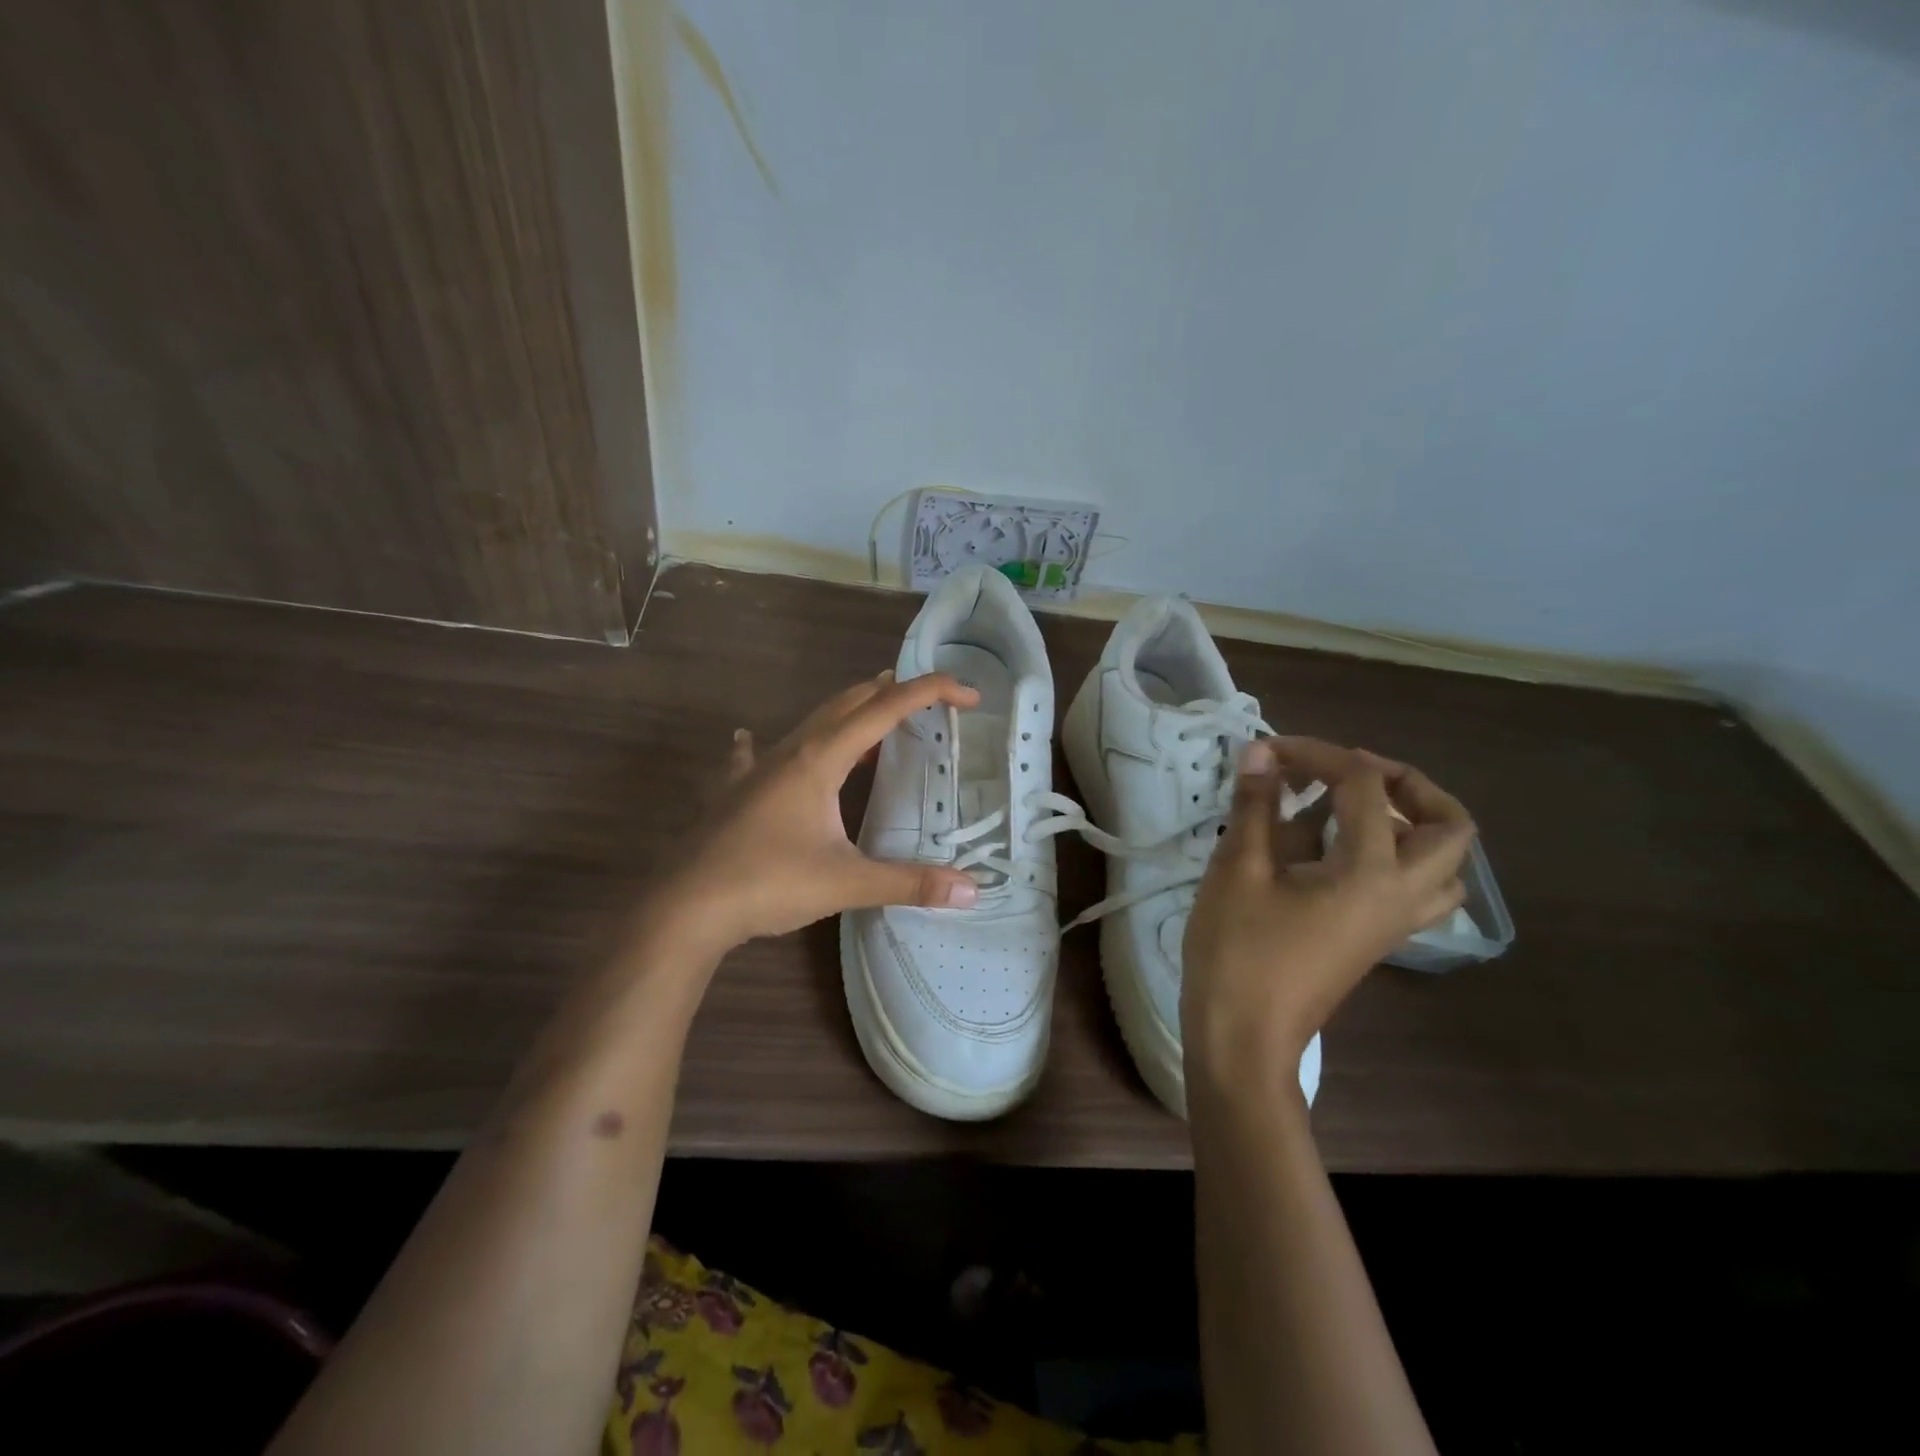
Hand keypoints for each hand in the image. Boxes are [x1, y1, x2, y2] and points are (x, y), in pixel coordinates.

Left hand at [656, 671, 982, 955]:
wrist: (685, 906)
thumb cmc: (768, 883)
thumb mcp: (846, 883)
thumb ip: (910, 882)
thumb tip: (972, 891)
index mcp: (821, 758)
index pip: (886, 709)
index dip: (930, 693)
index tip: (968, 695)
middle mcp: (791, 751)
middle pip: (848, 702)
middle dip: (891, 693)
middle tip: (928, 701)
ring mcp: (757, 768)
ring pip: (811, 723)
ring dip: (848, 714)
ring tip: (874, 716)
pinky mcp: (735, 790)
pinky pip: (757, 754)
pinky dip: (770, 745)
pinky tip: (749, 742)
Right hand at [1182, 736, 1475, 1095]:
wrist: (1244, 1037)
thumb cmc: (1239, 951)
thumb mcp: (1238, 869)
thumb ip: (1257, 805)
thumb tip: (1262, 751)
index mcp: (1371, 872)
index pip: (1364, 786)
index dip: (1317, 753)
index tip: (1269, 749)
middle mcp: (1401, 894)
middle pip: (1447, 825)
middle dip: (1404, 784)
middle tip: (1348, 773)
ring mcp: (1395, 922)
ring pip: (1442, 863)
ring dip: (1410, 823)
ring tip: (1349, 811)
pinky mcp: (1376, 939)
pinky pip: (1416, 888)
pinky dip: (1393, 856)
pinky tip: (1334, 854)